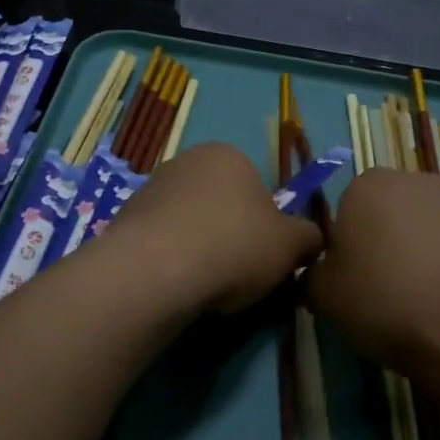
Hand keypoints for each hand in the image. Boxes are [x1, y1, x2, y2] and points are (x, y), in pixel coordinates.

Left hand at [101, 142, 322, 315]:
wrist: (155, 271)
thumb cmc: (232, 245)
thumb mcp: (290, 245)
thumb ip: (309, 237)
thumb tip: (314, 238)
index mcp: (228, 154)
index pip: (257, 186)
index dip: (266, 223)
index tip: (265, 255)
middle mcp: (186, 160)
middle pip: (220, 202)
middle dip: (230, 233)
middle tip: (239, 273)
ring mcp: (150, 188)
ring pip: (189, 221)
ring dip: (199, 247)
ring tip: (206, 285)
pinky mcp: (125, 219)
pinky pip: (161, 241)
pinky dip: (171, 260)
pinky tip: (176, 285)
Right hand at [304, 168, 439, 378]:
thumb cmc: (388, 303)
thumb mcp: (325, 298)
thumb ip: (313, 274)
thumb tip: (319, 270)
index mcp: (368, 187)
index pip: (350, 207)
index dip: (351, 242)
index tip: (357, 276)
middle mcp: (416, 181)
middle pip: (394, 209)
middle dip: (391, 238)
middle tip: (391, 286)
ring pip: (434, 223)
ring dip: (429, 248)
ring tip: (431, 297)